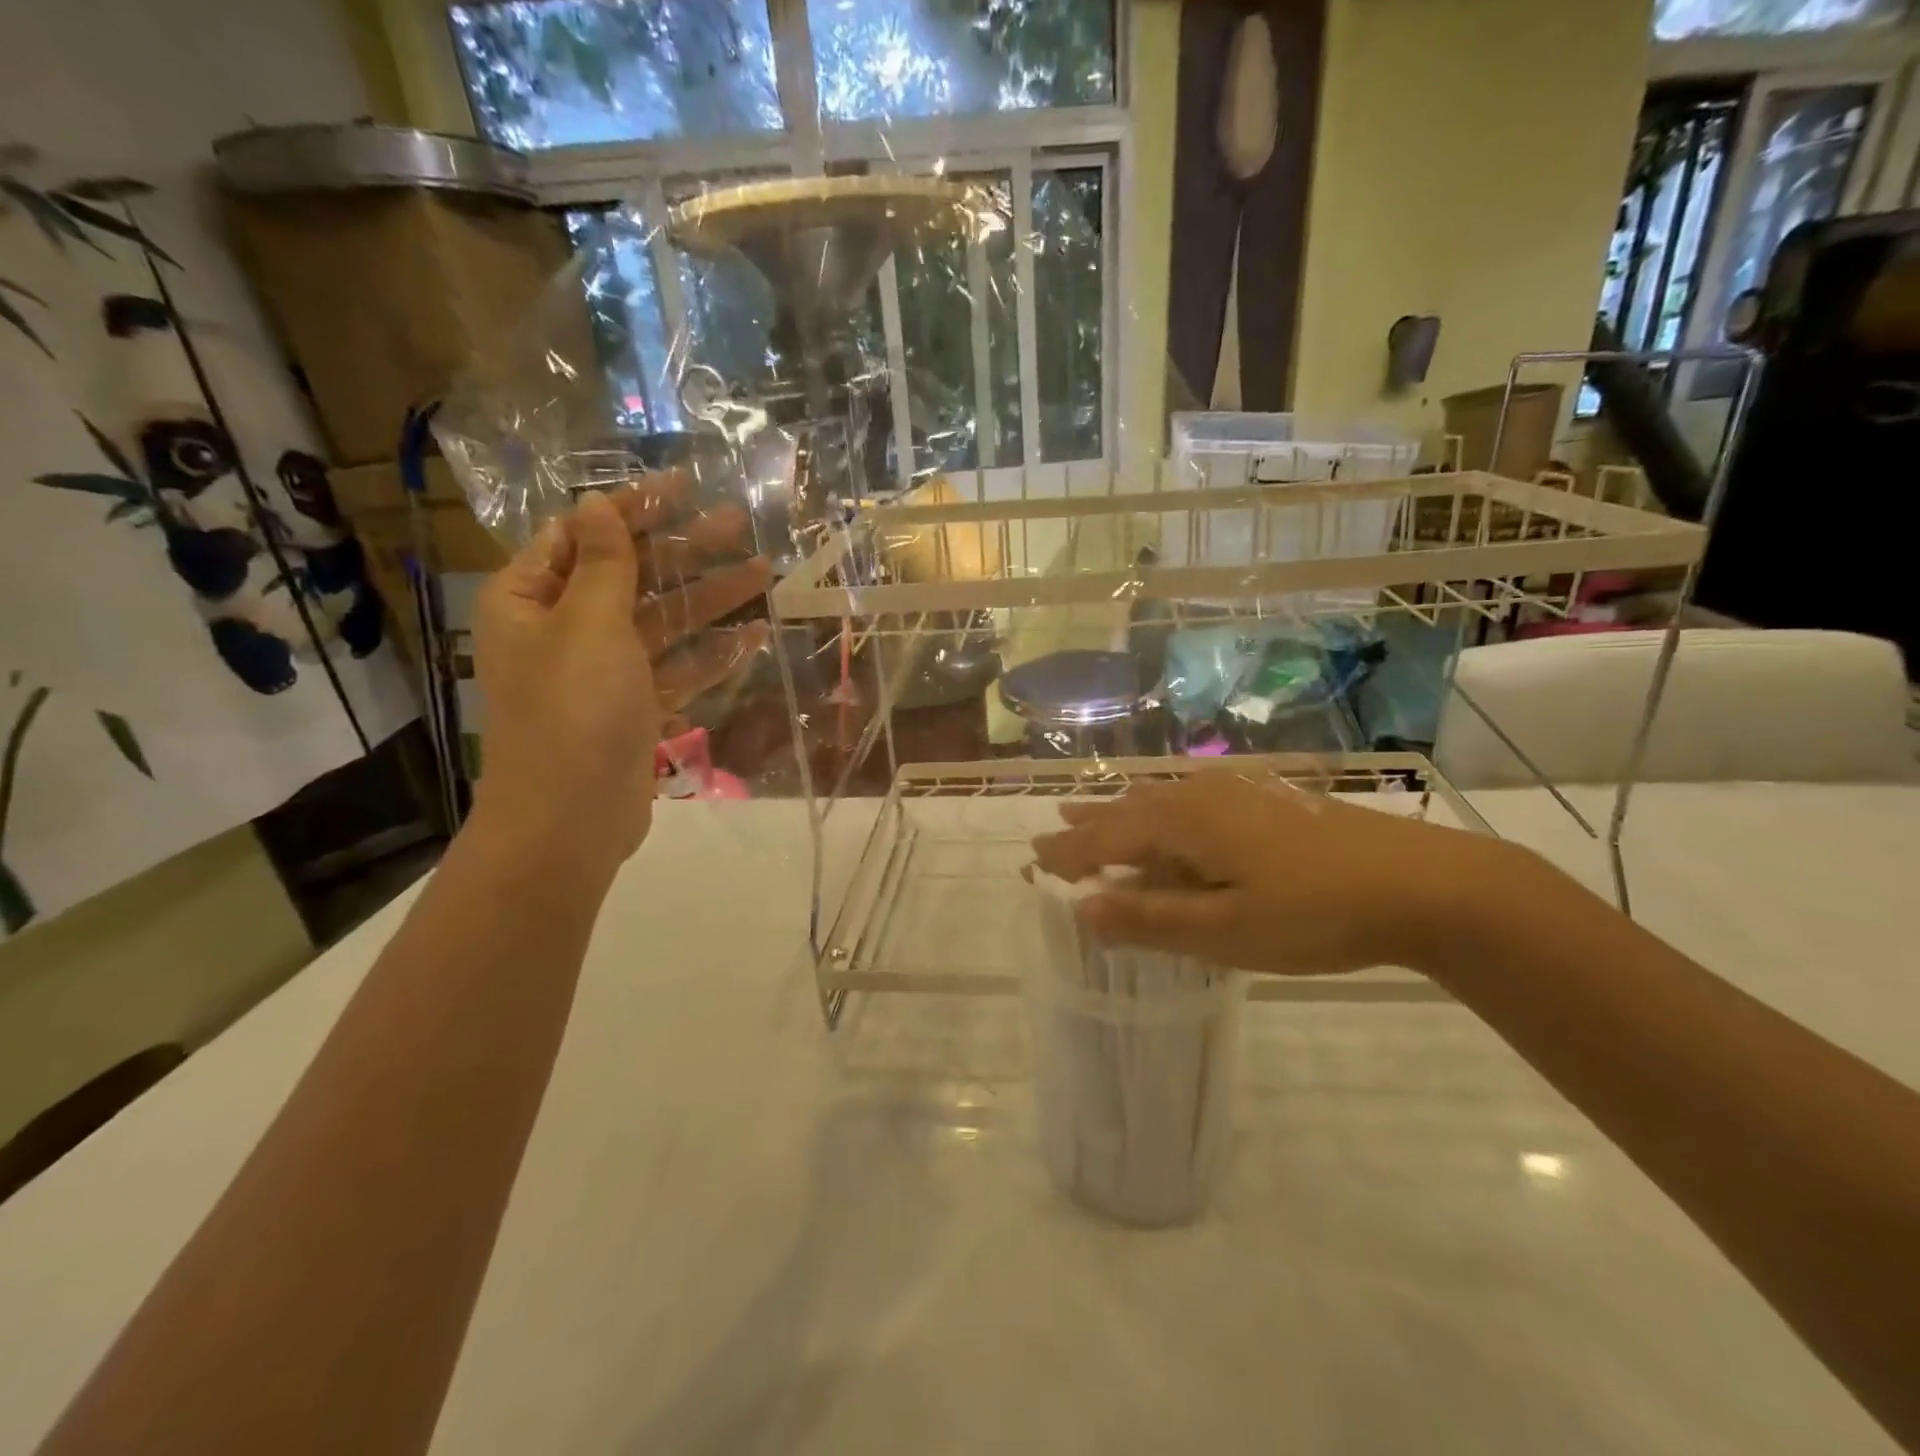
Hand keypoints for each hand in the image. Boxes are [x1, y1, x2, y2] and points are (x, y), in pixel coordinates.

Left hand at [470, 477, 771, 873]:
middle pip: (632, 576)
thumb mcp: (588, 625)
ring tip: (764, 574)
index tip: (685, 486)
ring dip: (710, 599)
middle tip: (741, 525)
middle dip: (686, 550)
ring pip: (663, 622)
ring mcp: (603, 672)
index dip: (634, 508)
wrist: (570, 820)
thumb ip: (603, 563)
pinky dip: (712, 654)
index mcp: (532, 599)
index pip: (583, 535)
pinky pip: (677, 669)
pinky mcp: (635, 709)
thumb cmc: (573, 711)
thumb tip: (598, 503)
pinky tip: (754, 637)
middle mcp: (564, 629)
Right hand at [1030, 768, 1506, 976]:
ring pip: (1158, 803)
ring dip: (1118, 816)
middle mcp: (1199, 796)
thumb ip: (1150, 918)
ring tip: (1087, 816)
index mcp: (1183, 822)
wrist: (1423, 883)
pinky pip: (1187, 804)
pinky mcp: (1263, 802)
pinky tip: (1167, 818)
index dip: (1068, 856)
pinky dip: (1158, 816)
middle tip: (1046, 835)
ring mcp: (1235, 794)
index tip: (1031, 865)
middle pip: (1126, 812)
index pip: (1106, 839)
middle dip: (1085, 829)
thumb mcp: (1226, 930)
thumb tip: (1081, 908)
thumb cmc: (1315, 912)